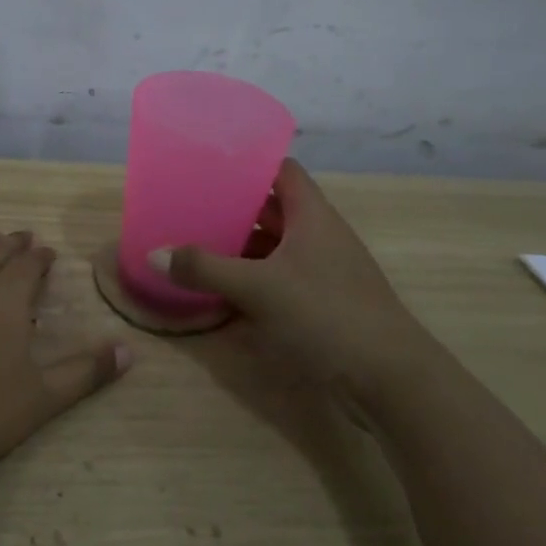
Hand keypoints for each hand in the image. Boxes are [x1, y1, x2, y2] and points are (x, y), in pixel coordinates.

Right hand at [152, 159, 437, 403]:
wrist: (392, 382)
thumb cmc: (327, 315)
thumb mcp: (258, 288)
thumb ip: (204, 269)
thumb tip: (154, 253)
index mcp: (312, 216)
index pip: (282, 171)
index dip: (250, 163)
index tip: (211, 165)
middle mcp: (320, 236)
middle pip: (273, 210)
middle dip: (235, 208)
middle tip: (191, 206)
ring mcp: (324, 272)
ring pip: (276, 247)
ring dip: (241, 247)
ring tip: (197, 244)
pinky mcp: (323, 305)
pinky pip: (281, 279)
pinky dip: (253, 280)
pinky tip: (223, 290)